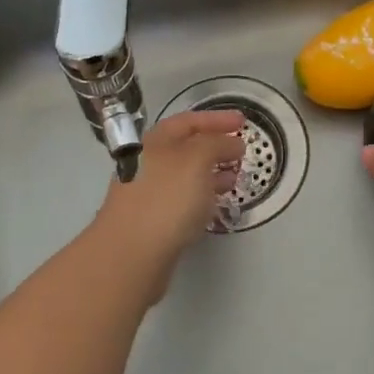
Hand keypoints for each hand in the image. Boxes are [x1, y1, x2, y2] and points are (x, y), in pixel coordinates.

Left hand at [94, 109, 245, 296]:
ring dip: (211, 172)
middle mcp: (149, 162)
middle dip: (215, 146)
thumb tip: (232, 143)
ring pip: (185, 175)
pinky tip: (215, 204)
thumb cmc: (166, 198)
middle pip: (186, 147)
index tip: (243, 121)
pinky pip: (183, 199)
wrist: (131, 254)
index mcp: (156, 141)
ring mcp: (148, 192)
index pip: (189, 121)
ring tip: (235, 178)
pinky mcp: (153, 220)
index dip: (217, 119)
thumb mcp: (198, 159)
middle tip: (241, 152)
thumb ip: (218, 144)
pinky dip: (202, 196)